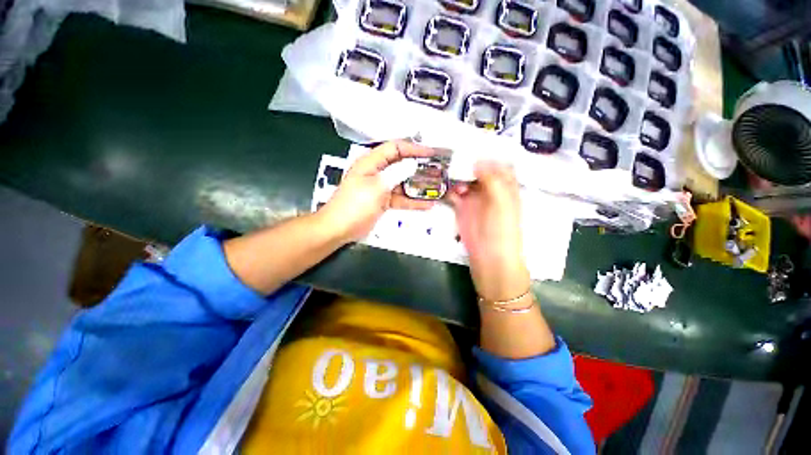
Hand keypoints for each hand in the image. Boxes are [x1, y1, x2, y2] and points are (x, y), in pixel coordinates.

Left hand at [319, 141, 435, 242]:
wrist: (339, 228)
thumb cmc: (354, 205)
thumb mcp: (376, 187)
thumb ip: (396, 174)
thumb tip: (412, 164)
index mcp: (371, 162)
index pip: (395, 148)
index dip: (414, 148)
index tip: (431, 153)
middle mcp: (377, 172)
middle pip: (401, 164)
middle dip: (418, 166)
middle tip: (436, 169)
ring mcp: (380, 187)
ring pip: (403, 182)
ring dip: (418, 185)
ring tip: (435, 186)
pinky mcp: (383, 201)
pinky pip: (400, 198)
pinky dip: (412, 201)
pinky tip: (426, 204)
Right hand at [447, 161, 530, 300]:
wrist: (489, 257)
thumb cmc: (501, 230)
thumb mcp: (502, 203)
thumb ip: (492, 180)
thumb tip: (478, 159)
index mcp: (505, 184)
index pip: (497, 161)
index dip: (487, 151)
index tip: (471, 140)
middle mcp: (489, 188)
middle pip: (477, 168)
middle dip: (466, 159)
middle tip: (450, 149)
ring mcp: (474, 198)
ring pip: (463, 179)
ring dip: (455, 173)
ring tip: (443, 165)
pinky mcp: (461, 207)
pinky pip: (453, 193)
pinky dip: (448, 188)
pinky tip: (442, 184)